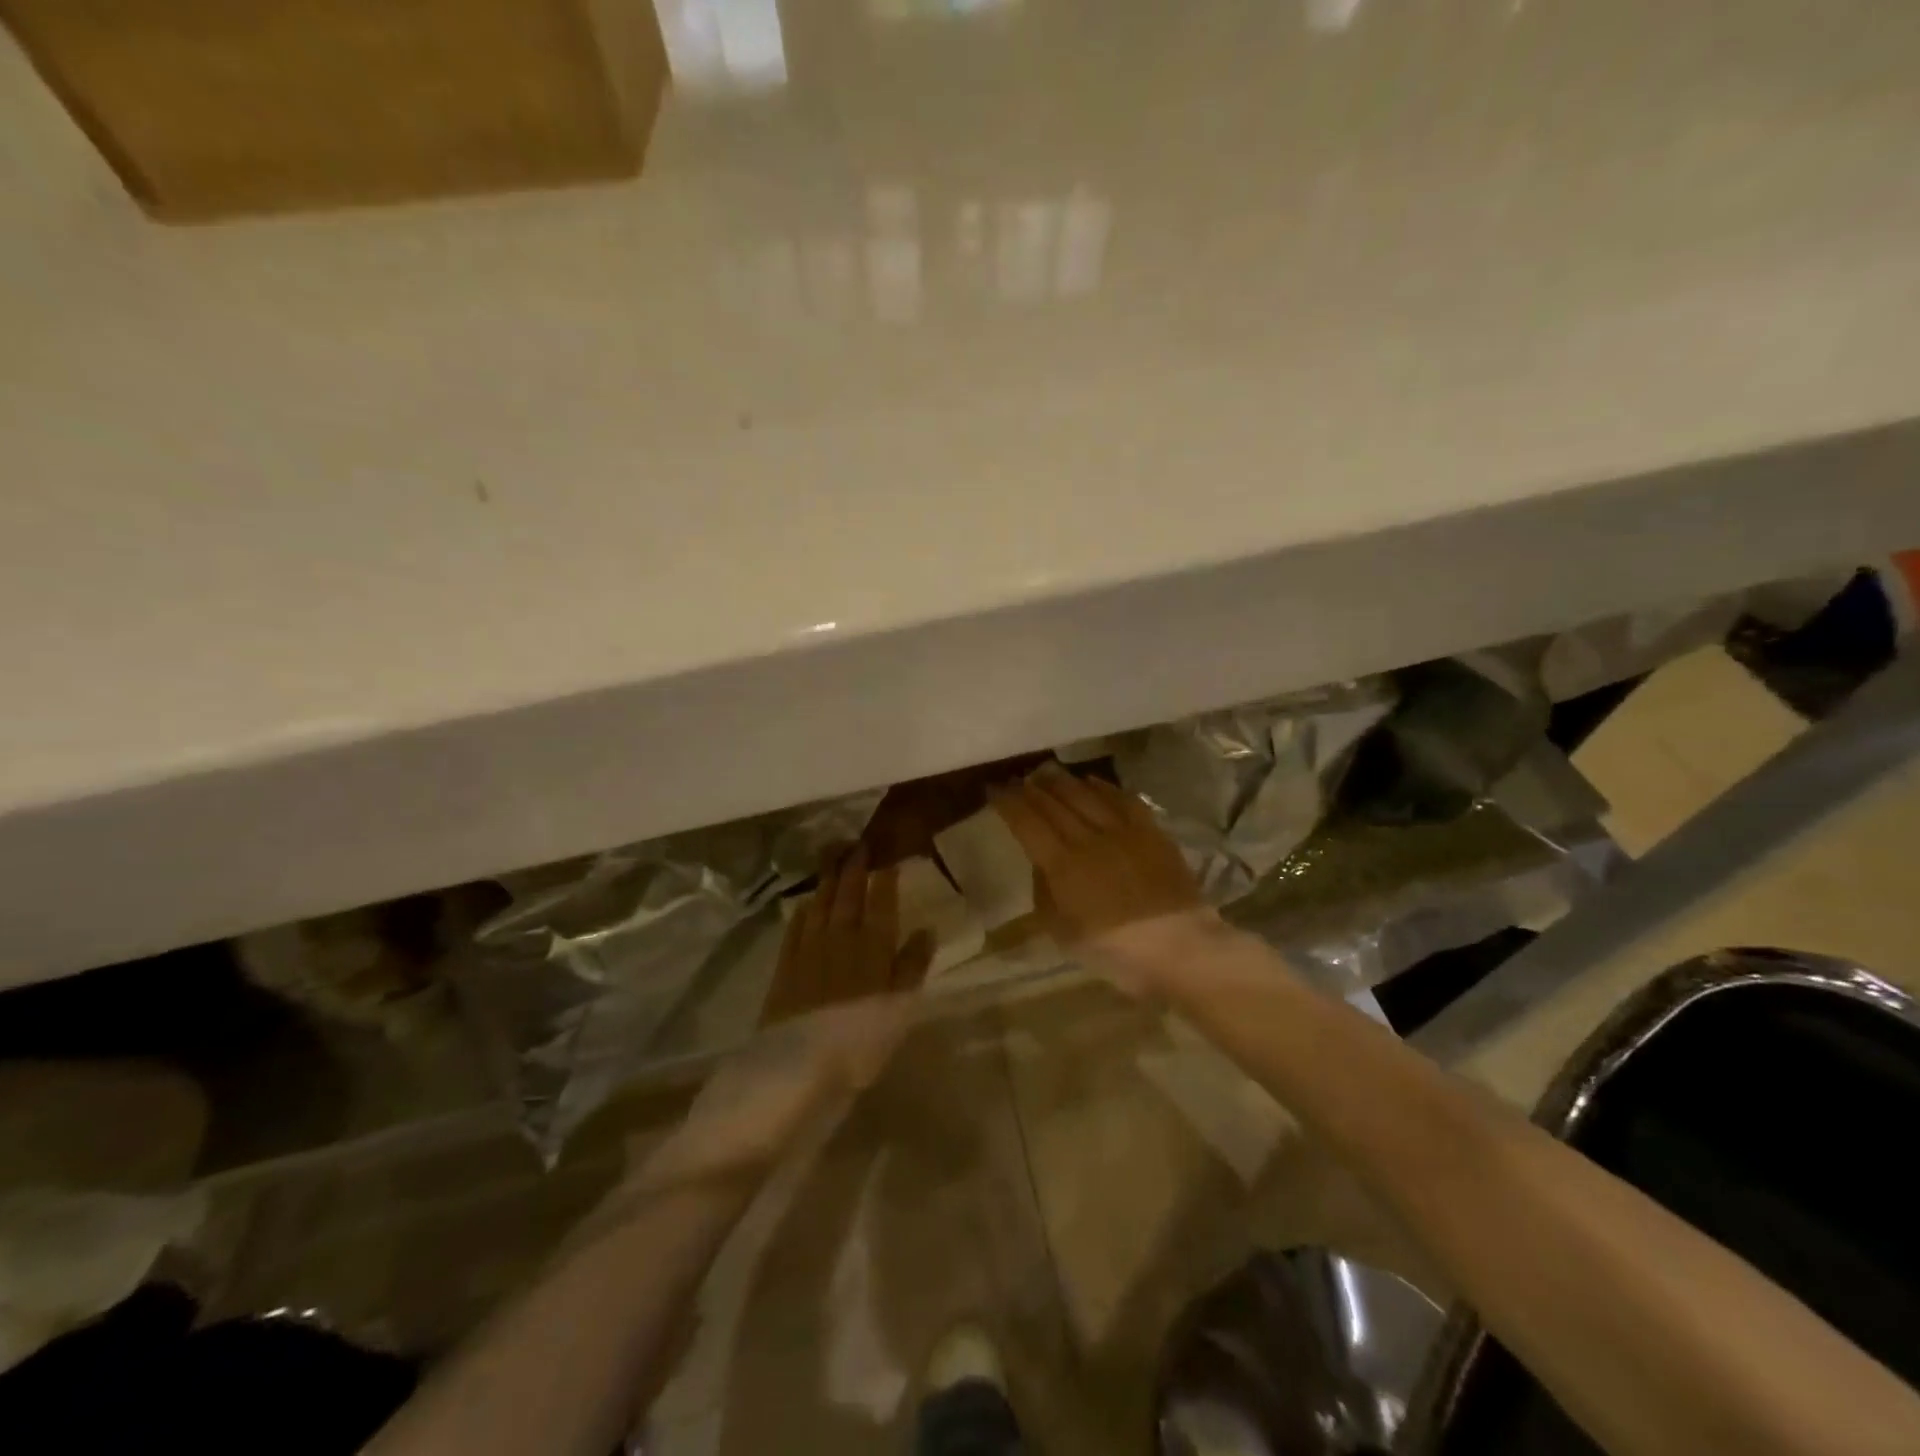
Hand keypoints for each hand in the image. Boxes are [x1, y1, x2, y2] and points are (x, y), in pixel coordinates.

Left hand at [633, 849, 932, 1192]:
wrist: (797, 1065)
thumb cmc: (861, 1040)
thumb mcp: (900, 1008)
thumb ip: (913, 966)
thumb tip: (927, 929)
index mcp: (874, 947)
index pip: (882, 903)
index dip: (884, 879)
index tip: (886, 856)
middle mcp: (841, 938)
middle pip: (848, 896)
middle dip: (853, 868)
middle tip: (855, 843)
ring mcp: (809, 949)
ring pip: (820, 905)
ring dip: (827, 880)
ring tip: (831, 857)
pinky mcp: (785, 965)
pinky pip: (795, 928)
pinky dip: (802, 912)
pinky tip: (804, 903)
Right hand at [989, 763, 1215, 990]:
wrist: (1181, 950)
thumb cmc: (1115, 952)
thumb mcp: (1063, 933)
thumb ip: (1045, 893)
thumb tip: (1041, 865)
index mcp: (1063, 865)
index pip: (1027, 822)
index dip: (1008, 803)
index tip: (994, 790)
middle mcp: (1089, 838)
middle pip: (1054, 803)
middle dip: (1031, 788)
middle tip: (1017, 778)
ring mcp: (1123, 831)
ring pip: (1086, 795)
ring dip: (1063, 782)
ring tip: (1047, 773)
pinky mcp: (1151, 832)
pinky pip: (1123, 799)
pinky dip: (1104, 787)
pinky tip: (1093, 782)